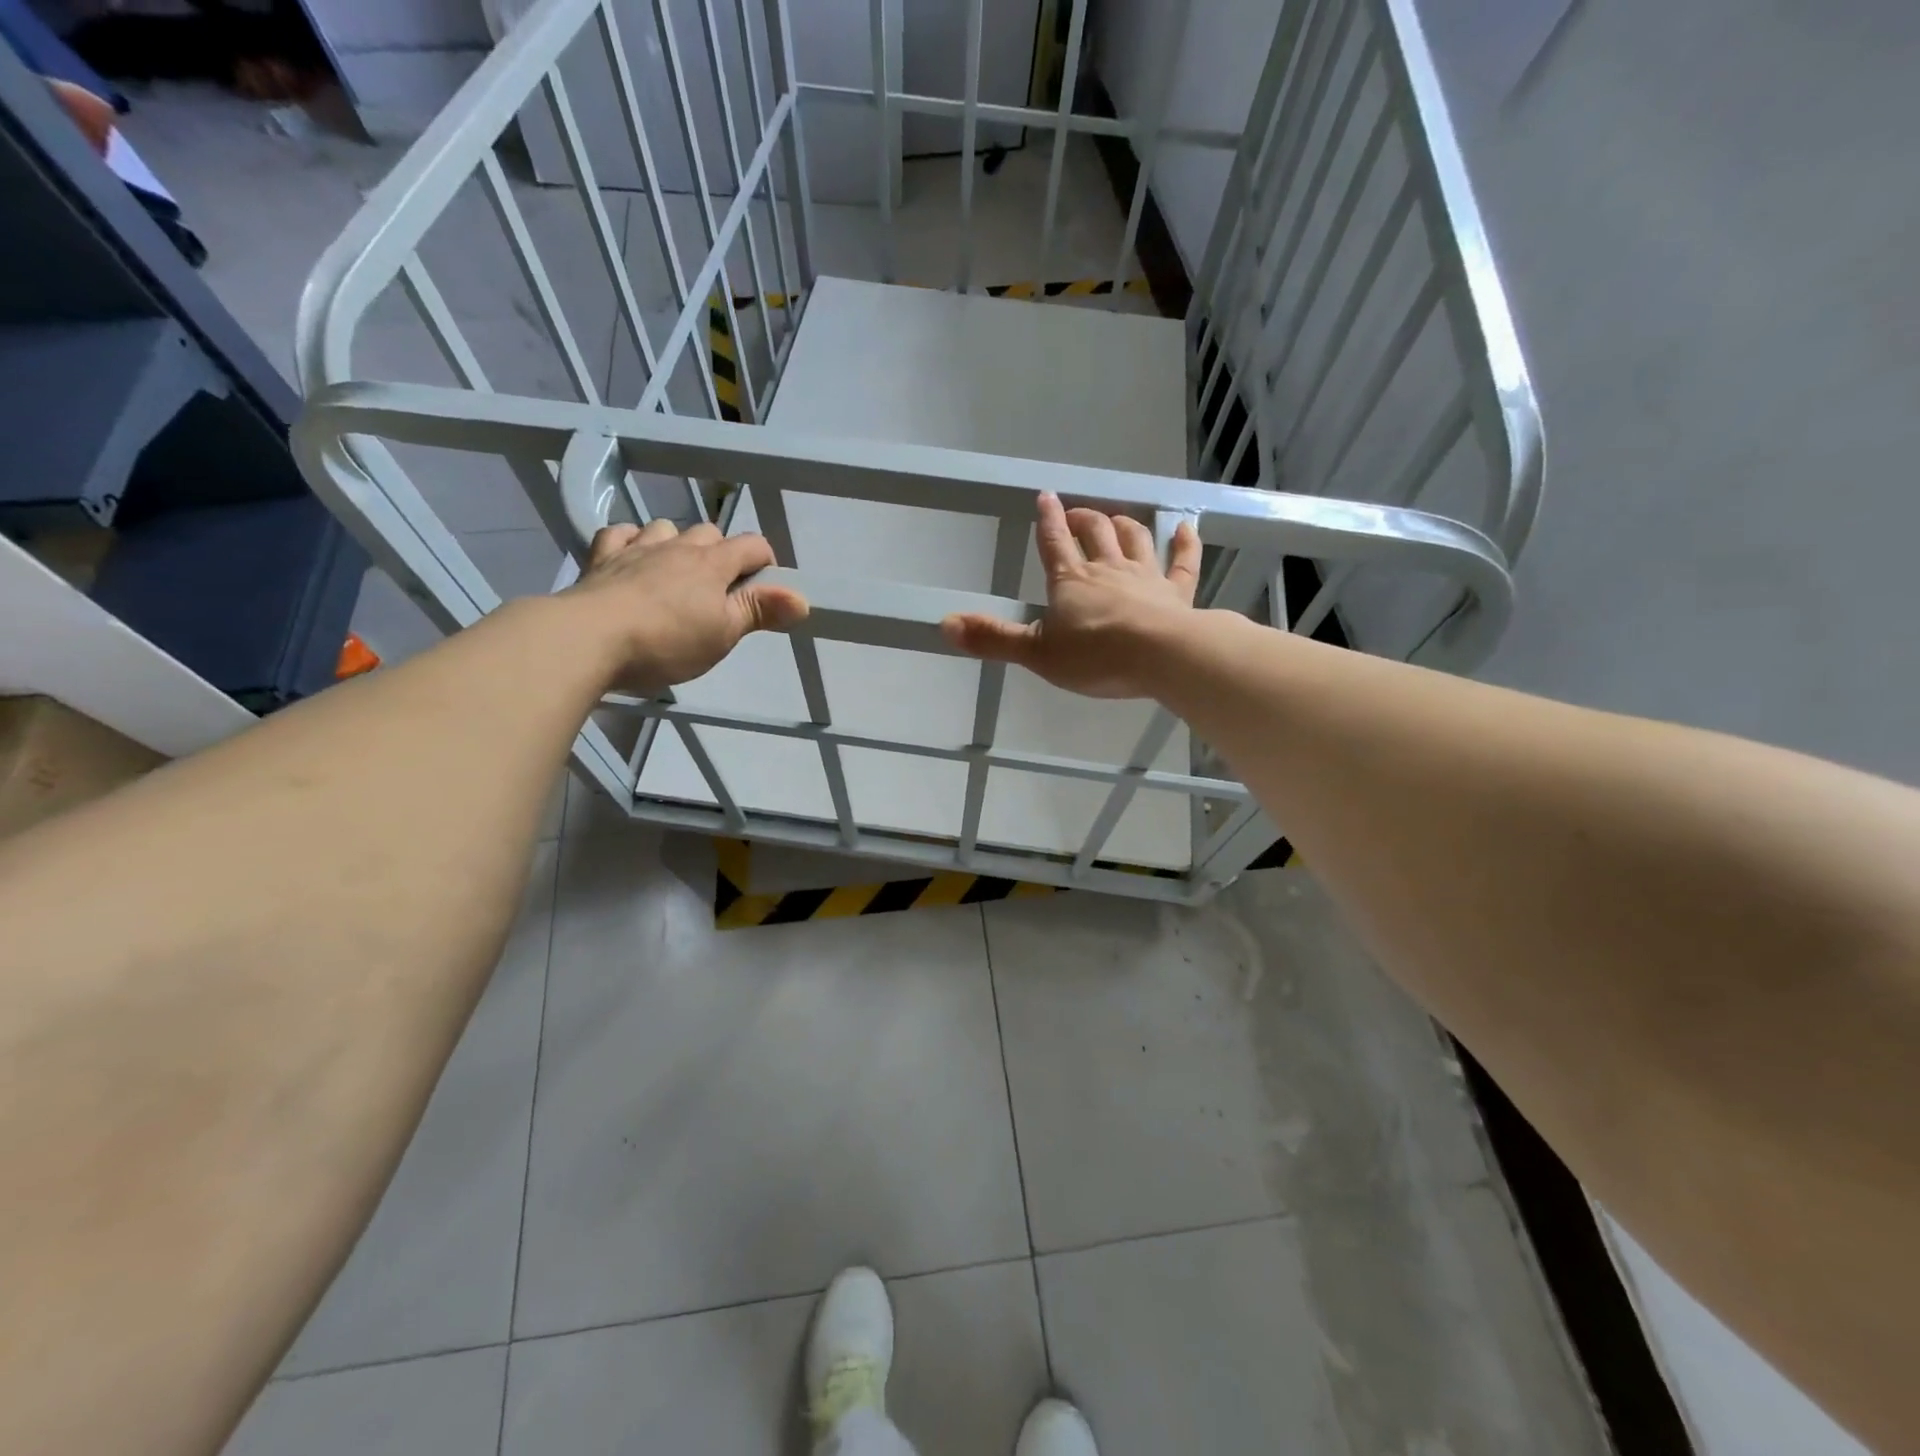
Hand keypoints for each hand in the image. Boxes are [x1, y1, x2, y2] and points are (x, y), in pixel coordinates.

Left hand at [564, 519, 807, 693]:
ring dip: (676, 544)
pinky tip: (632, 559)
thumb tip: (803, 598)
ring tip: (675, 574)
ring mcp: (636, 548)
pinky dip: (631, 541)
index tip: (764, 589)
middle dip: (721, 553)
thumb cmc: (667, 641)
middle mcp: (677, 547)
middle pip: (710, 533)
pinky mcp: (601, 558)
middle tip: (719, 591)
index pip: (753, 545)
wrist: (588, 638)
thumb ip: (760, 611)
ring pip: (665, 528)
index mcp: (713, 565)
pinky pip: (620, 533)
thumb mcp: (723, 634)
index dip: (765, 562)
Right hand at [941, 492, 1199, 697]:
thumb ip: (993, 638)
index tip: (1045, 497)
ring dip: (1123, 525)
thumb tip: (945, 623)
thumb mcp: (1036, 653)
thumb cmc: (1096, 656)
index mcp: (1071, 581)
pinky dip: (1184, 543)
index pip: (1054, 543)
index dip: (1048, 520)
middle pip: (1095, 533)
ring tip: (1116, 519)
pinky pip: (1182, 562)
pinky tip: (1186, 528)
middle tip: (1077, 514)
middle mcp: (1108, 569)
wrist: (1161, 657)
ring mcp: (1146, 577)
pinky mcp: (1177, 593)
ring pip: (1134, 539)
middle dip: (1084, 519)